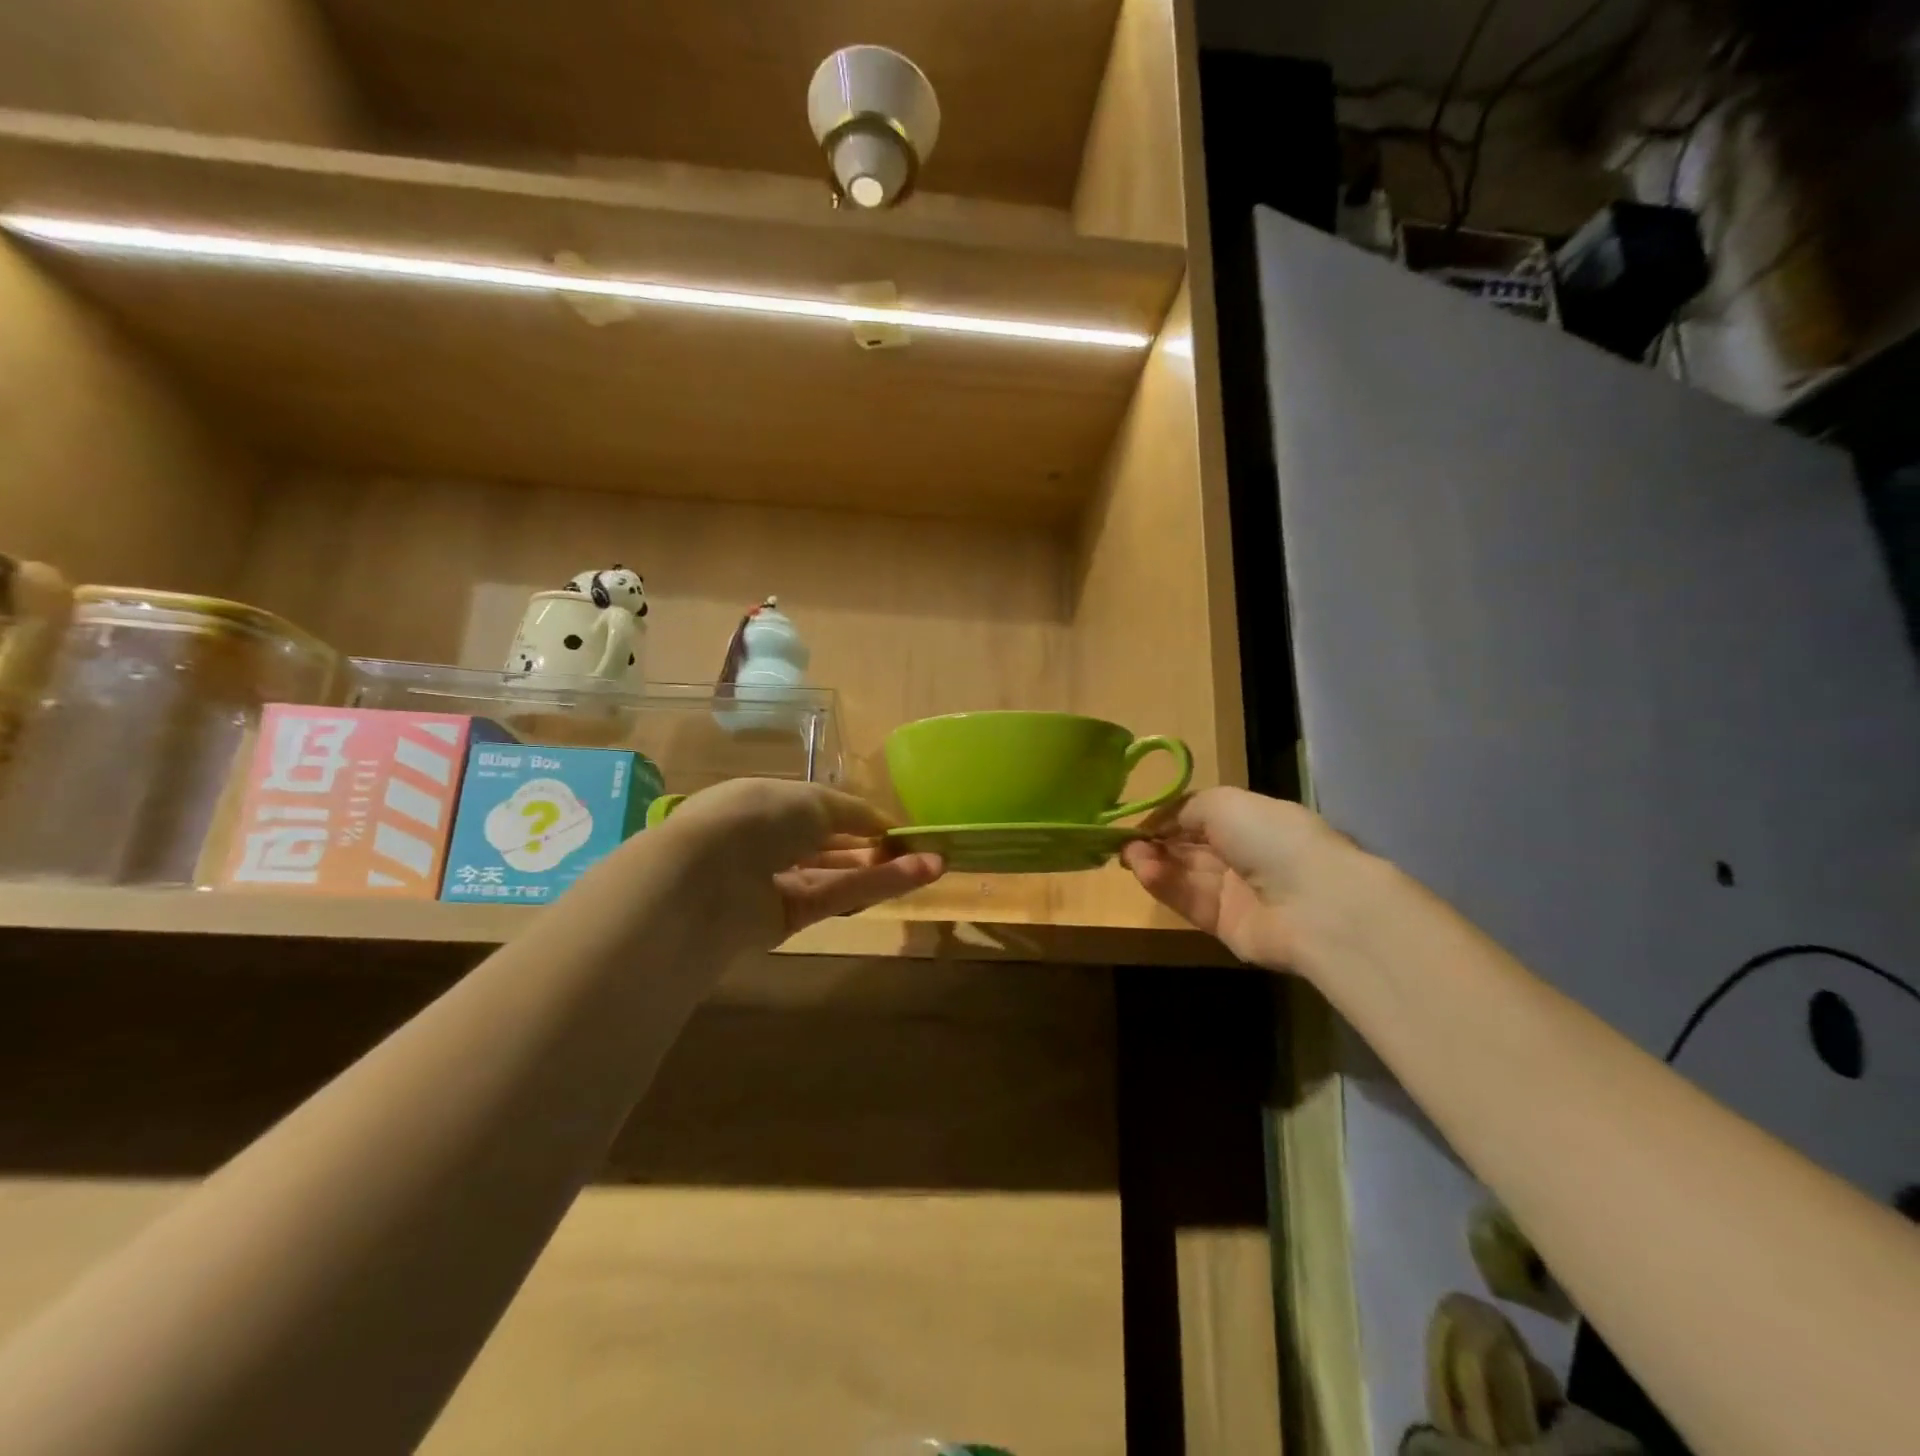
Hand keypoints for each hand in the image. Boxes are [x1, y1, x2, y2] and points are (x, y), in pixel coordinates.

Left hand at [656, 780, 943, 950]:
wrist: (704, 879)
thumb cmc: (756, 818)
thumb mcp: (812, 800)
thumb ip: (853, 812)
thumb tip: (883, 822)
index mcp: (765, 802)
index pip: (818, 808)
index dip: (857, 816)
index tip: (895, 824)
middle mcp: (770, 842)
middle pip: (831, 844)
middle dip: (874, 845)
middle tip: (919, 846)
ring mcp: (779, 882)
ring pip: (840, 873)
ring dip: (885, 867)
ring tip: (934, 862)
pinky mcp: (789, 919)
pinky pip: (838, 897)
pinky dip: (876, 885)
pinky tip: (918, 874)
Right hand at [1120, 787, 1365, 970]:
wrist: (1312, 903)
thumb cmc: (1270, 837)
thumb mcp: (1223, 802)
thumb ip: (1185, 809)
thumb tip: (1160, 824)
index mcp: (1252, 821)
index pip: (1202, 818)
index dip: (1169, 819)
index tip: (1138, 821)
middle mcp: (1244, 855)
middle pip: (1190, 848)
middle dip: (1157, 842)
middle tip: (1125, 841)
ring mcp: (1236, 892)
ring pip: (1186, 875)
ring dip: (1155, 863)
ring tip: (1128, 856)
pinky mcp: (1225, 925)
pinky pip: (1189, 902)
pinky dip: (1165, 886)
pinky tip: (1144, 872)